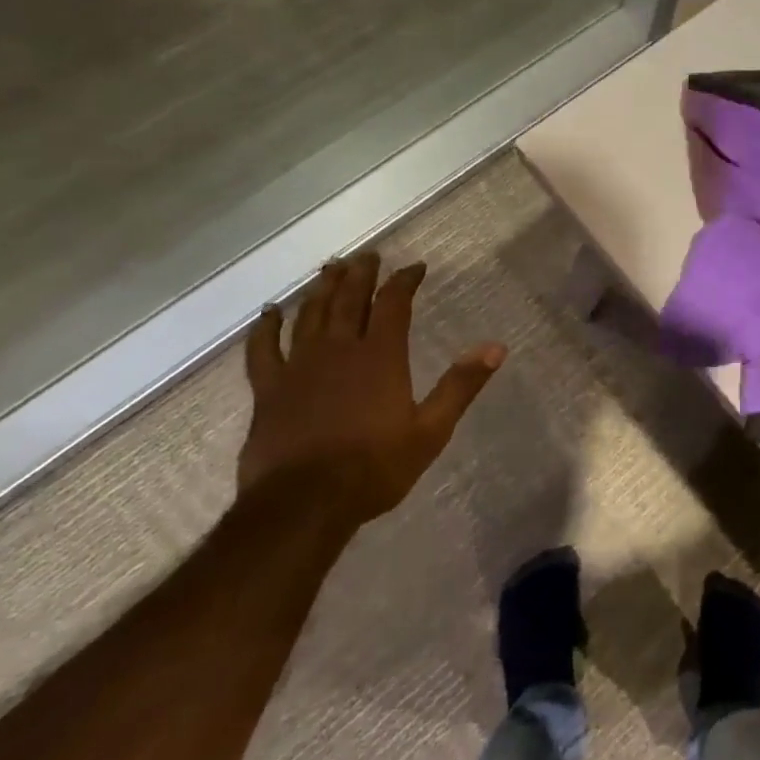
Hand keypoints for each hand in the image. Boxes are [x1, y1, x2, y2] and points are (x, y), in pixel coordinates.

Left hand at [240, 252, 505, 520]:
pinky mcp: (268, 389)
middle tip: (367, 255)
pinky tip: (268, 312)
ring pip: (310, 315)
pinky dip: (265, 328)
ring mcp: (299, 367)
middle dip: (361, 274)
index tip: (415, 267)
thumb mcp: (431, 430)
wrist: (304, 504)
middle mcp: (339, 350)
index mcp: (380, 356)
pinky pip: (262, 349)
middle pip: (349, 300)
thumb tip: (496, 347)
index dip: (404, 281)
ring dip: (321, 289)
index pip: (394, 304)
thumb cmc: (374, 467)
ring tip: (330, 268)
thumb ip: (461, 385)